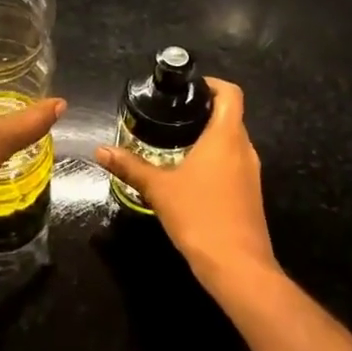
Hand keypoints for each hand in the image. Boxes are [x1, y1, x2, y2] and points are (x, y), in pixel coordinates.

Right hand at [94, 78, 277, 289]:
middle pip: (230, 116)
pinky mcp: (250, 194)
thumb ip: (130, 166)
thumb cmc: (199, 216)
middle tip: (170, 114)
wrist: (238, 266)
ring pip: (232, 141)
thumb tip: (100, 150)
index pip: (230, 93)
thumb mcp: (158, 189)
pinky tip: (189, 174)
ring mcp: (251, 173)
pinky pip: (233, 163)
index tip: (186, 89)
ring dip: (208, 136)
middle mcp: (244, 149)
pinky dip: (214, 159)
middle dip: (203, 111)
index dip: (211, 84)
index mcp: (226, 136)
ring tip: (174, 141)